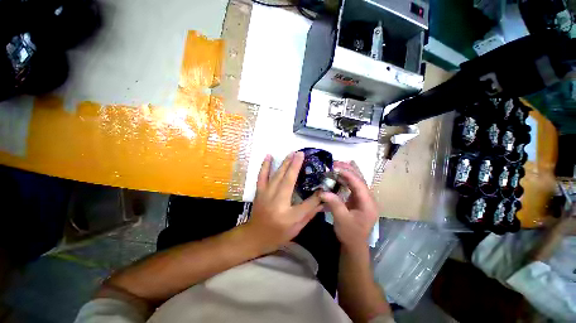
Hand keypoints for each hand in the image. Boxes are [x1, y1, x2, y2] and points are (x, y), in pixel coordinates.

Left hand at [246, 152, 322, 253]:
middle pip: (288, 180)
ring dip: (285, 163)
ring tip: (292, 153)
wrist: (255, 236)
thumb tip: (323, 201)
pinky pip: (262, 176)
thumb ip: (310, 213)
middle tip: (301, 153)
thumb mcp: (297, 228)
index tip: (324, 185)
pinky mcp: (259, 191)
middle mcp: (277, 201)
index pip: (306, 203)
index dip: (316, 194)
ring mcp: (266, 194)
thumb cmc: (277, 234)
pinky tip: (268, 155)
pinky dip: (265, 165)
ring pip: (277, 175)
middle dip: (295, 165)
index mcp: (288, 215)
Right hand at [320, 161, 377, 250]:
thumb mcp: (342, 220)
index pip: (359, 184)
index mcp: (368, 204)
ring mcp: (363, 198)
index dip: (348, 174)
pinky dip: (346, 178)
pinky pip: (353, 185)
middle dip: (348, 169)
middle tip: (335, 162)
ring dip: (347, 172)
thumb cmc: (350, 234)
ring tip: (337, 165)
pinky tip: (339, 174)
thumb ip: (334, 204)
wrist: (354, 245)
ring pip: (357, 181)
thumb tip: (323, 191)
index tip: (336, 167)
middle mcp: (368, 198)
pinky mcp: (357, 199)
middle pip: (360, 179)